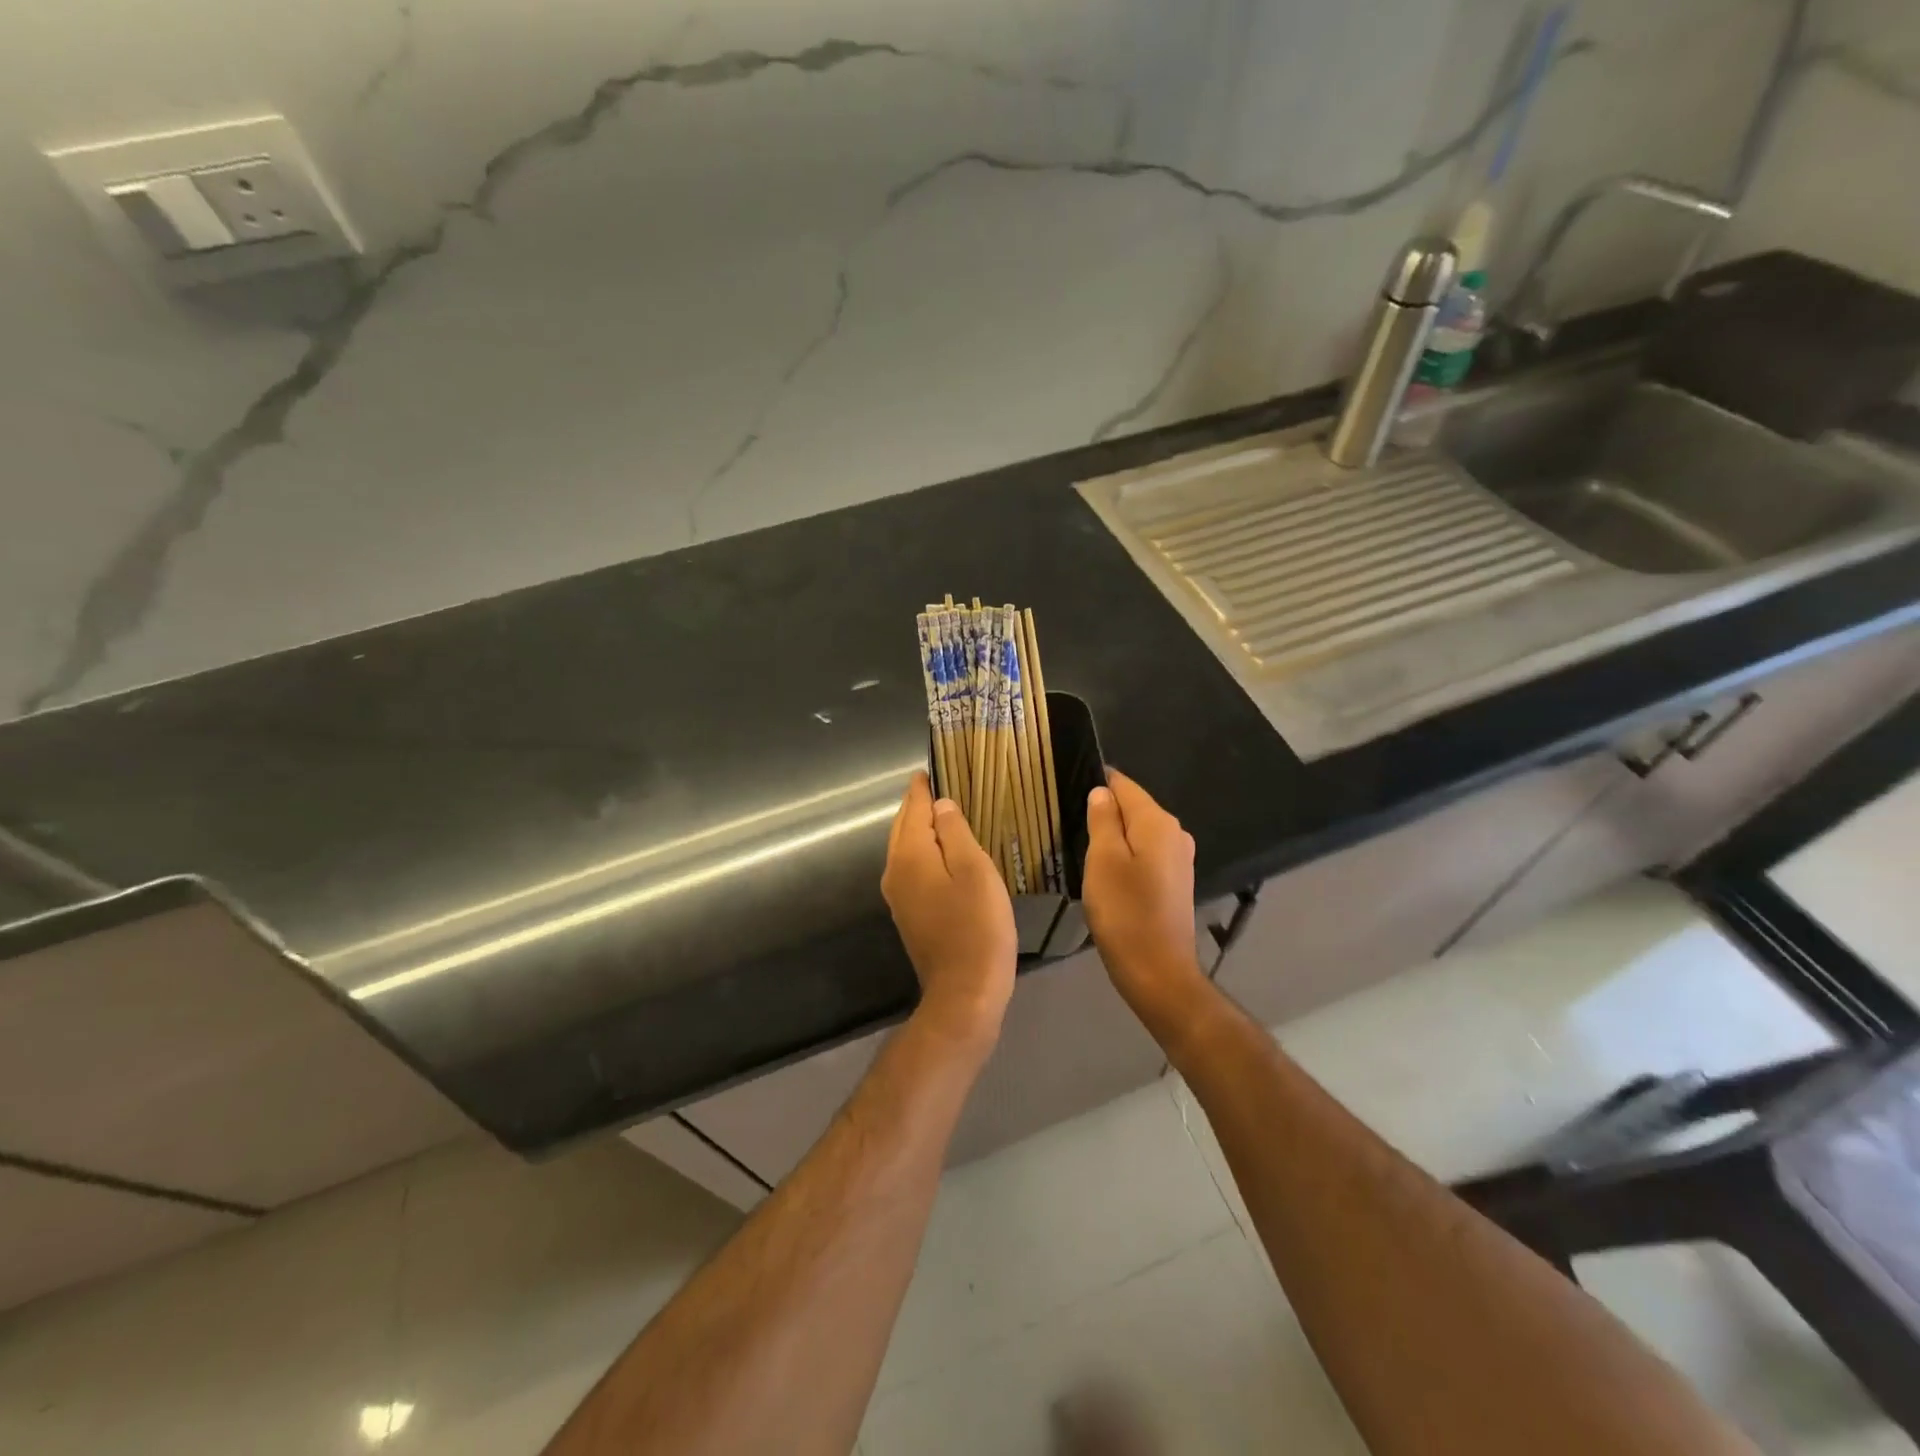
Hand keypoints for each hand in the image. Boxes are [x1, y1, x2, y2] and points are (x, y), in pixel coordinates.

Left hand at [881, 772, 1016, 1046]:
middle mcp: (895, 871)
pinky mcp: (909, 914)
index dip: (922, 788)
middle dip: (918, 805)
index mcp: (910, 855)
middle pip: (903, 827)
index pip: (912, 809)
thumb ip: (954, 832)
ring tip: (942, 813)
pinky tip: (941, 853)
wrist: (964, 991)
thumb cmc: (977, 925)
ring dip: (919, 828)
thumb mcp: (974, 870)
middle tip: (938, 785)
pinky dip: (923, 851)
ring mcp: (898, 896)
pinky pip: (911, 868)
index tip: (930, 769)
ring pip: (905, 849)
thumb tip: (940, 805)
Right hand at [1083, 770, 1210, 1032]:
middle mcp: (1175, 833)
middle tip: (1068, 824)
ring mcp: (1179, 859)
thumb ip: (1102, 820)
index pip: (1124, 785)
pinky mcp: (1176, 881)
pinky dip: (1126, 856)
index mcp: (1157, 822)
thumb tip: (1102, 791)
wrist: (1158, 972)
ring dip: (1113, 836)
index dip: (1097, 783)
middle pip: (1133, 808)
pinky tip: (1106, 873)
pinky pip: (1146, 854)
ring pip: (1138, 832)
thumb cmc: (1125, 913)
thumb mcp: (1103, 861)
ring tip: (1082, 847)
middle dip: (1104, 811)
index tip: (1067, 789)